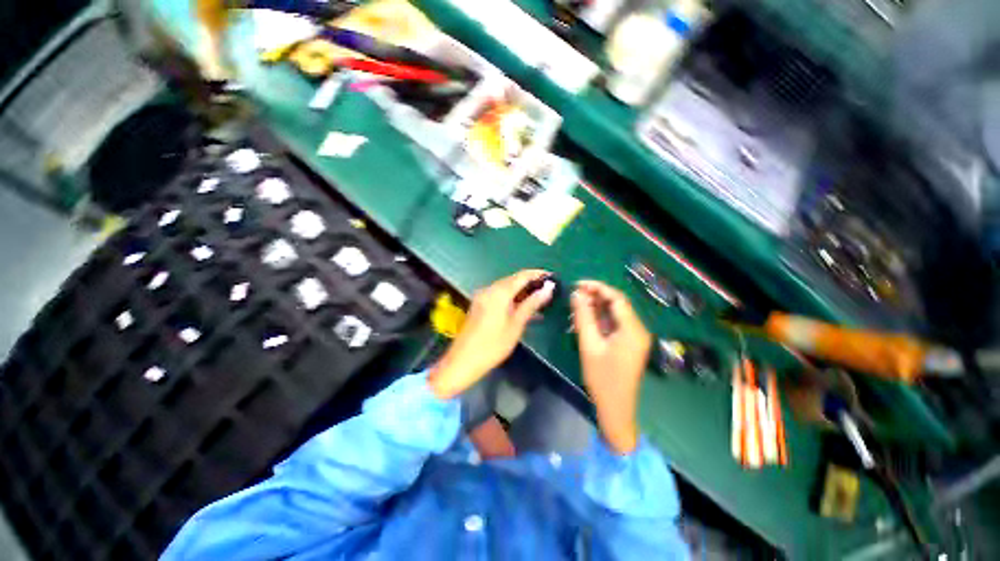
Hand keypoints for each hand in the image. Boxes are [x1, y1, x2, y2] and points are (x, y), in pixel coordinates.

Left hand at [429, 270, 553, 399]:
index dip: (538, 274)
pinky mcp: (480, 304)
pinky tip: (523, 308)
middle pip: (513, 280)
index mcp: (499, 292)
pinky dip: (512, 298)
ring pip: (506, 288)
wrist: (463, 360)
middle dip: (531, 283)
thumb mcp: (516, 324)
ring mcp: (483, 296)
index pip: (522, 275)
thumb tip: (548, 288)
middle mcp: (489, 289)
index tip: (553, 278)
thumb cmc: (493, 345)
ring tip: (539, 301)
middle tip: (548, 291)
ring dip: (522, 292)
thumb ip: (532, 303)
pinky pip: (499, 295)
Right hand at [572, 280, 651, 453]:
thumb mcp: (589, 345)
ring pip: (614, 313)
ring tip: (576, 307)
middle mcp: (638, 330)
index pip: (616, 298)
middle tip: (574, 295)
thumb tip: (577, 294)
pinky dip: (600, 319)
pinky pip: (614, 324)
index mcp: (633, 329)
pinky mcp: (629, 344)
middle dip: (595, 296)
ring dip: (596, 308)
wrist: (615, 409)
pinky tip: (585, 319)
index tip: (577, 284)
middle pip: (617, 304)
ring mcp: (635, 337)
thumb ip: (583, 317)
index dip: (597, 287)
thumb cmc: (602, 379)